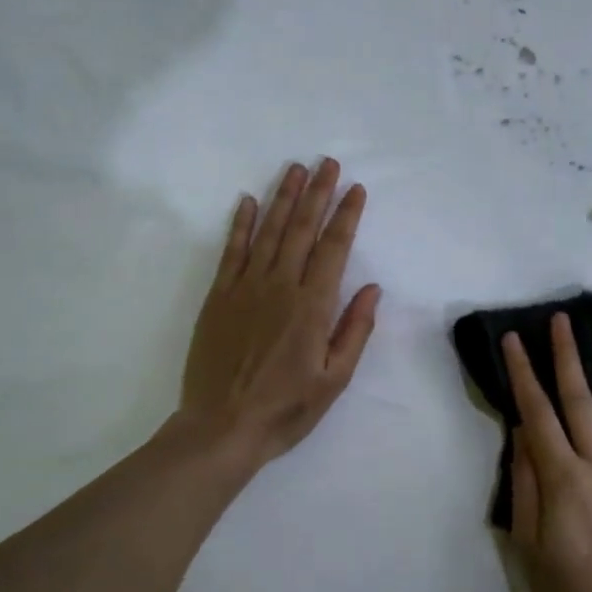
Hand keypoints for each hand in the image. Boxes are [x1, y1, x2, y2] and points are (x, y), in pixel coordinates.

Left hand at [179, 159, 379, 464]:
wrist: (221, 428)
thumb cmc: (285, 409)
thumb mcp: (334, 380)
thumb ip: (354, 330)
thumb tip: (372, 288)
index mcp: (313, 306)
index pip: (334, 248)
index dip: (346, 215)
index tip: (355, 189)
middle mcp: (281, 286)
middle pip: (303, 229)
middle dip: (317, 192)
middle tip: (326, 162)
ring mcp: (246, 287)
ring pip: (269, 231)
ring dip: (284, 197)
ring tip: (294, 168)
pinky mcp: (219, 296)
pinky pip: (232, 250)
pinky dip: (241, 224)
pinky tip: (249, 201)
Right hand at [502, 314, 591, 591]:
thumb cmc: (563, 588)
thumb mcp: (527, 538)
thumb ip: (525, 481)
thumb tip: (522, 432)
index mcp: (561, 478)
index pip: (537, 412)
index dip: (522, 373)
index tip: (513, 339)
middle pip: (579, 400)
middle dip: (566, 356)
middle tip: (561, 320)